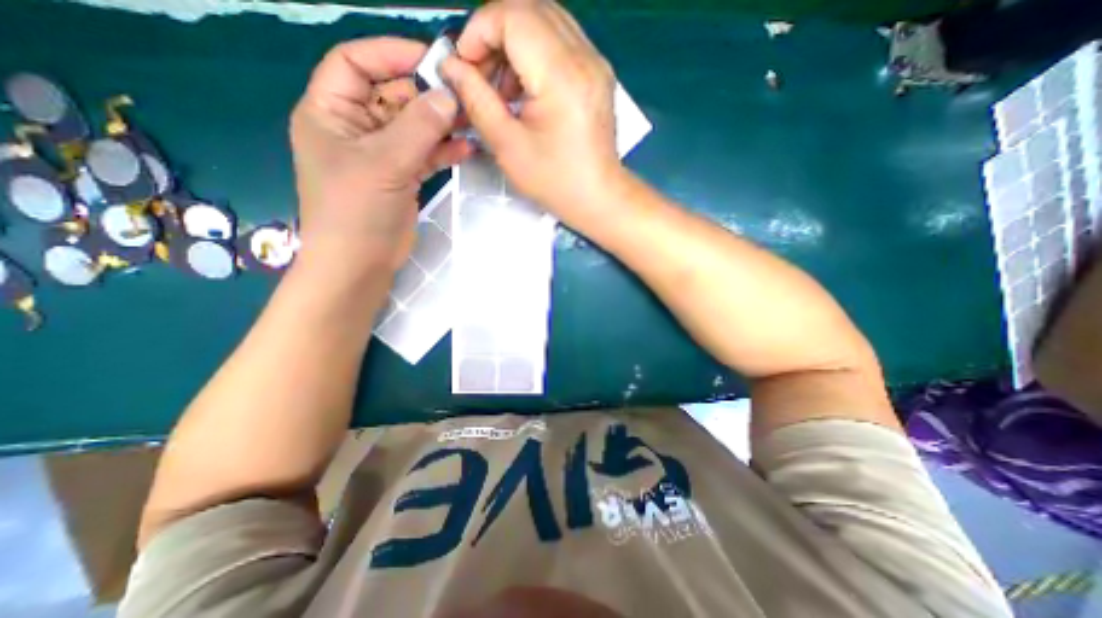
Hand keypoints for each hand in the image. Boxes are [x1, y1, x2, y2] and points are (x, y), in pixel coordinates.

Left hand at [290, 38, 471, 279]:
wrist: (361, 262)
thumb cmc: (357, 210)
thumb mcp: (384, 163)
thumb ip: (418, 128)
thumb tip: (448, 96)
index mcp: (331, 112)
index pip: (356, 63)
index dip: (391, 55)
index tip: (433, 60)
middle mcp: (355, 127)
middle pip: (392, 96)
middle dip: (427, 95)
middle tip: (463, 96)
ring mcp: (381, 154)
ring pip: (413, 127)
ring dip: (440, 124)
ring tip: (470, 121)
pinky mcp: (401, 176)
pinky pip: (424, 154)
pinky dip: (443, 150)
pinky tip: (465, 148)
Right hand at [443, 1, 628, 220]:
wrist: (598, 197)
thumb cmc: (555, 181)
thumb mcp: (508, 147)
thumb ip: (477, 100)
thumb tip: (452, 67)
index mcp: (562, 76)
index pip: (512, 15)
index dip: (479, 31)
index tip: (465, 66)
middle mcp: (585, 57)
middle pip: (528, 9)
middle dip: (493, 35)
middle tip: (480, 75)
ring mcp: (595, 62)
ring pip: (544, 21)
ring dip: (513, 43)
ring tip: (502, 88)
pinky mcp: (597, 73)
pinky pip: (560, 41)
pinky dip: (533, 54)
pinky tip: (525, 89)